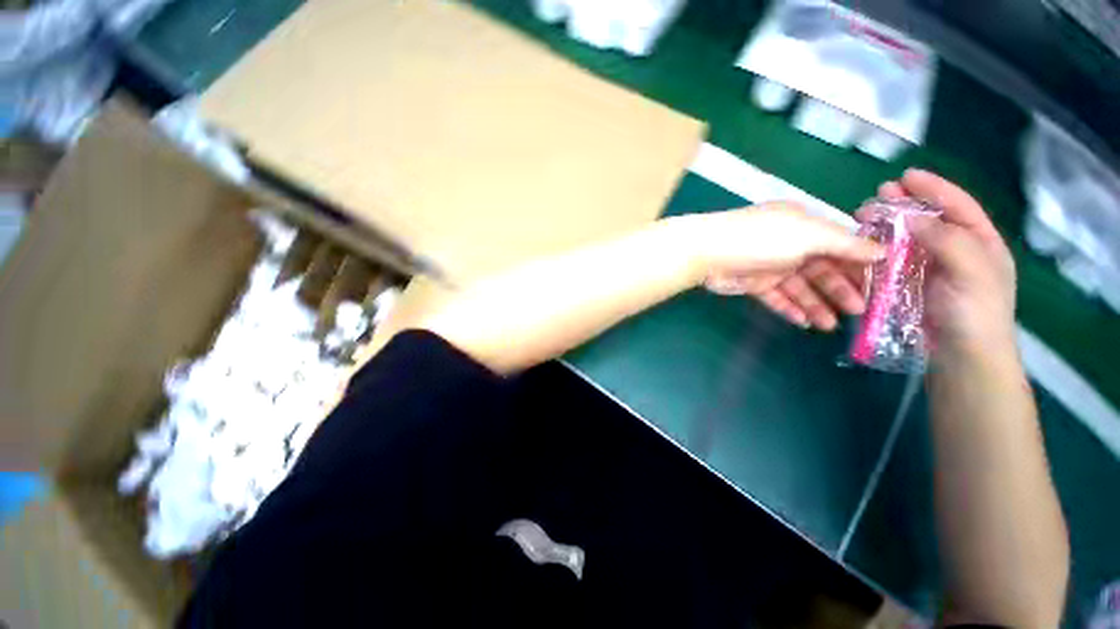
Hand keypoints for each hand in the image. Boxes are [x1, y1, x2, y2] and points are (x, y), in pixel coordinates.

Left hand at [673, 203, 883, 330]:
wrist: (709, 253)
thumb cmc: (761, 239)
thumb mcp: (809, 235)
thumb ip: (844, 244)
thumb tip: (882, 251)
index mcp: (806, 227)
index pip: (841, 246)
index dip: (860, 265)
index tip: (880, 285)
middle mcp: (791, 246)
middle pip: (823, 270)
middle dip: (840, 290)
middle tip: (860, 312)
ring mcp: (771, 266)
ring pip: (800, 288)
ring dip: (817, 305)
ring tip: (832, 325)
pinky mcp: (755, 284)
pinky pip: (778, 298)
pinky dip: (791, 309)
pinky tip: (805, 322)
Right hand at [875, 170, 1017, 358]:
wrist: (960, 359)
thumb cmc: (976, 314)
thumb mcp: (973, 273)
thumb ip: (948, 240)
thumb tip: (912, 217)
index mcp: (978, 243)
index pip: (957, 206)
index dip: (933, 188)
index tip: (906, 176)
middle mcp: (953, 251)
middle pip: (927, 220)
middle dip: (902, 205)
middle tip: (876, 197)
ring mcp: (928, 270)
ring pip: (904, 239)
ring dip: (884, 227)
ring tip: (862, 218)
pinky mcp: (906, 287)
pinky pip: (890, 263)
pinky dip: (876, 251)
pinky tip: (862, 246)